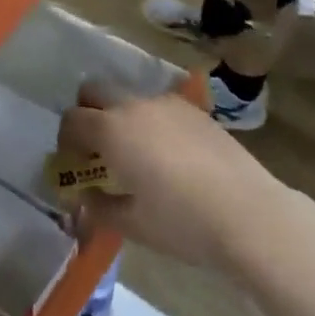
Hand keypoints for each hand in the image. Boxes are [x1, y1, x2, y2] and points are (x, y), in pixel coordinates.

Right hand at [57, 87, 287, 274]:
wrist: (248, 213)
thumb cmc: (182, 221)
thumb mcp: (133, 224)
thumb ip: (99, 207)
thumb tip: (84, 196)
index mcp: (112, 130)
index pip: (72, 120)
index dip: (66, 140)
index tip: (74, 164)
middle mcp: (134, 106)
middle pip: (95, 91)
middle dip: (88, 113)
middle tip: (97, 149)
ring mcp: (167, 103)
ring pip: (129, 97)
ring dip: (121, 117)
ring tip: (136, 154)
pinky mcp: (195, 110)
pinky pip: (159, 107)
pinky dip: (151, 121)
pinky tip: (169, 155)